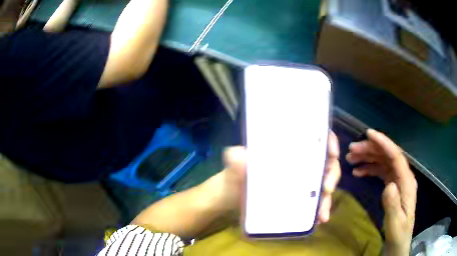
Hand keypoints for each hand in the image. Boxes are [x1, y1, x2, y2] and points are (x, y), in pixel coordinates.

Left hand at [220, 130, 340, 223]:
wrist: (231, 198)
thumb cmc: (235, 175)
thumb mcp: (235, 164)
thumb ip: (234, 159)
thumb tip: (237, 156)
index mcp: (288, 147)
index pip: (315, 136)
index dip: (329, 141)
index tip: (332, 152)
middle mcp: (300, 162)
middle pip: (325, 162)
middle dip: (332, 174)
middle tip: (326, 188)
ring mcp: (301, 182)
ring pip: (323, 185)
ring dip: (327, 198)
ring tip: (323, 213)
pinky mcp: (299, 199)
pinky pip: (315, 203)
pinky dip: (319, 211)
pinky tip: (319, 219)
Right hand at [346, 129, 416, 255]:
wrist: (399, 241)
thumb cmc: (398, 233)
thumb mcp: (395, 224)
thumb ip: (393, 205)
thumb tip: (389, 185)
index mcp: (407, 183)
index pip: (396, 157)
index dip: (383, 143)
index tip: (368, 134)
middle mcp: (403, 177)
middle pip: (388, 156)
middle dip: (371, 149)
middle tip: (351, 150)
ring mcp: (398, 181)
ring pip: (383, 161)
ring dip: (368, 157)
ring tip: (351, 159)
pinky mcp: (392, 186)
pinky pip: (381, 171)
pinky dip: (369, 168)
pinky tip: (358, 171)